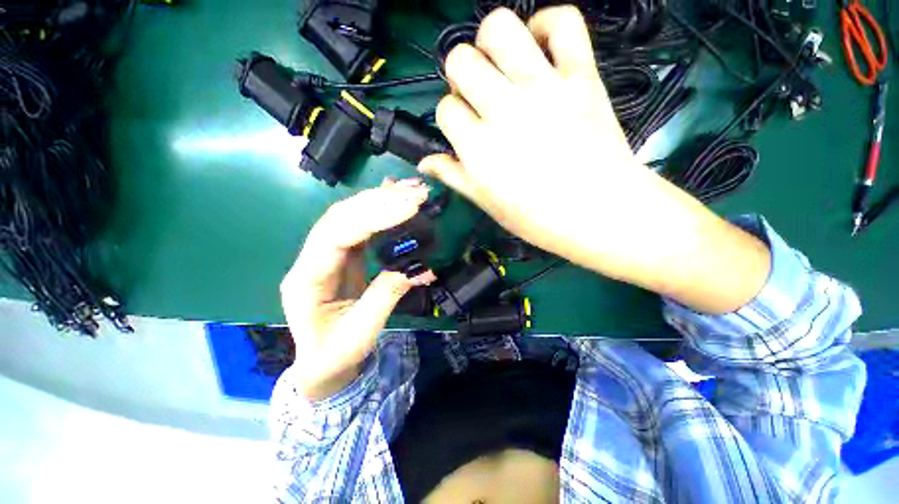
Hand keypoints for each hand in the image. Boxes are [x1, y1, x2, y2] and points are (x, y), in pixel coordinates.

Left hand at [280, 179, 435, 400]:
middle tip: (416, 194)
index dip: (373, 217)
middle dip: (380, 201)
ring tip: (411, 189)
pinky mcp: (342, 254)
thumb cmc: (335, 353)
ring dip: (381, 199)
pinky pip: (359, 224)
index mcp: (307, 279)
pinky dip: (379, 208)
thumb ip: (387, 294)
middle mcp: (311, 258)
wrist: (321, 362)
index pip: (337, 235)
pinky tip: (394, 195)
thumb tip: (420, 267)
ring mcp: (325, 254)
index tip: (409, 208)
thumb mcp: (362, 331)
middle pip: (341, 216)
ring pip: (350, 215)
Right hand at [421, 7, 770, 313]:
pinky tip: (539, 45)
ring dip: (491, 41)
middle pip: (460, 61)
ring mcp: (543, 88)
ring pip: (499, 28)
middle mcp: (504, 111)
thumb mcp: (487, 204)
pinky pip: (563, 22)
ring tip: (501, 65)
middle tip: (479, 94)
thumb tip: (425, 162)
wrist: (599, 212)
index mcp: (478, 148)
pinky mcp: (581, 76)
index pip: (445, 110)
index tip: (464, 128)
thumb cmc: (538, 218)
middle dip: (461, 76)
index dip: (451, 117)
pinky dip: (547, 23)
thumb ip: (454, 177)